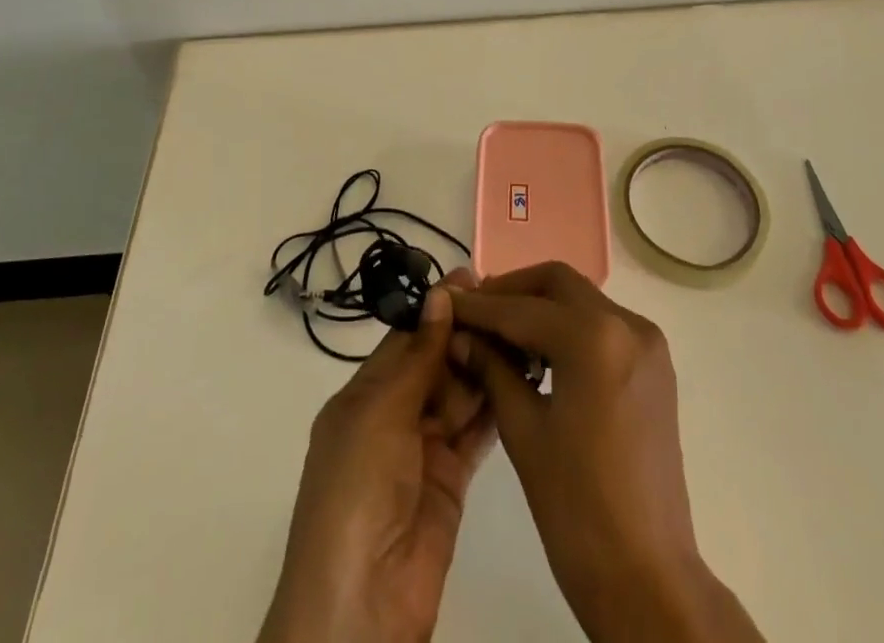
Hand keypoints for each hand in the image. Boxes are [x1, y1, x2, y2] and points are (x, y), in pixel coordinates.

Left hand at [258, 272, 495, 642]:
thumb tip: (440, 293)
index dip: (439, 308)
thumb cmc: (356, 492)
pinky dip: (496, 405)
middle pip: (437, 362)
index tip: (478, 277)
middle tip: (513, 304)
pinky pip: (476, 430)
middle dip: (469, 334)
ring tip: (526, 332)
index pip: (407, 338)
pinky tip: (524, 377)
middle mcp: (394, 415)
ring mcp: (424, 448)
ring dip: (487, 365)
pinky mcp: (453, 479)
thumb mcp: (379, 415)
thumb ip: (416, 357)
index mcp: (364, 394)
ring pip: (460, 393)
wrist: (362, 606)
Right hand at [450, 263, 762, 642]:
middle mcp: (628, 324)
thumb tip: (460, 335)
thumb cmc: (576, 510)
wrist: (648, 578)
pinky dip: (568, 325)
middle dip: (513, 291)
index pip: (521, 308)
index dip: (479, 306)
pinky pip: (603, 324)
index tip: (447, 302)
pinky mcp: (655, 365)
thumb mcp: (523, 431)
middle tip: (475, 311)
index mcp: (594, 339)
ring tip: (500, 332)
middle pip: (557, 283)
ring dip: (540, 305)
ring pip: (582, 299)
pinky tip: (539, 352)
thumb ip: (491, 368)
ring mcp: (648, 343)